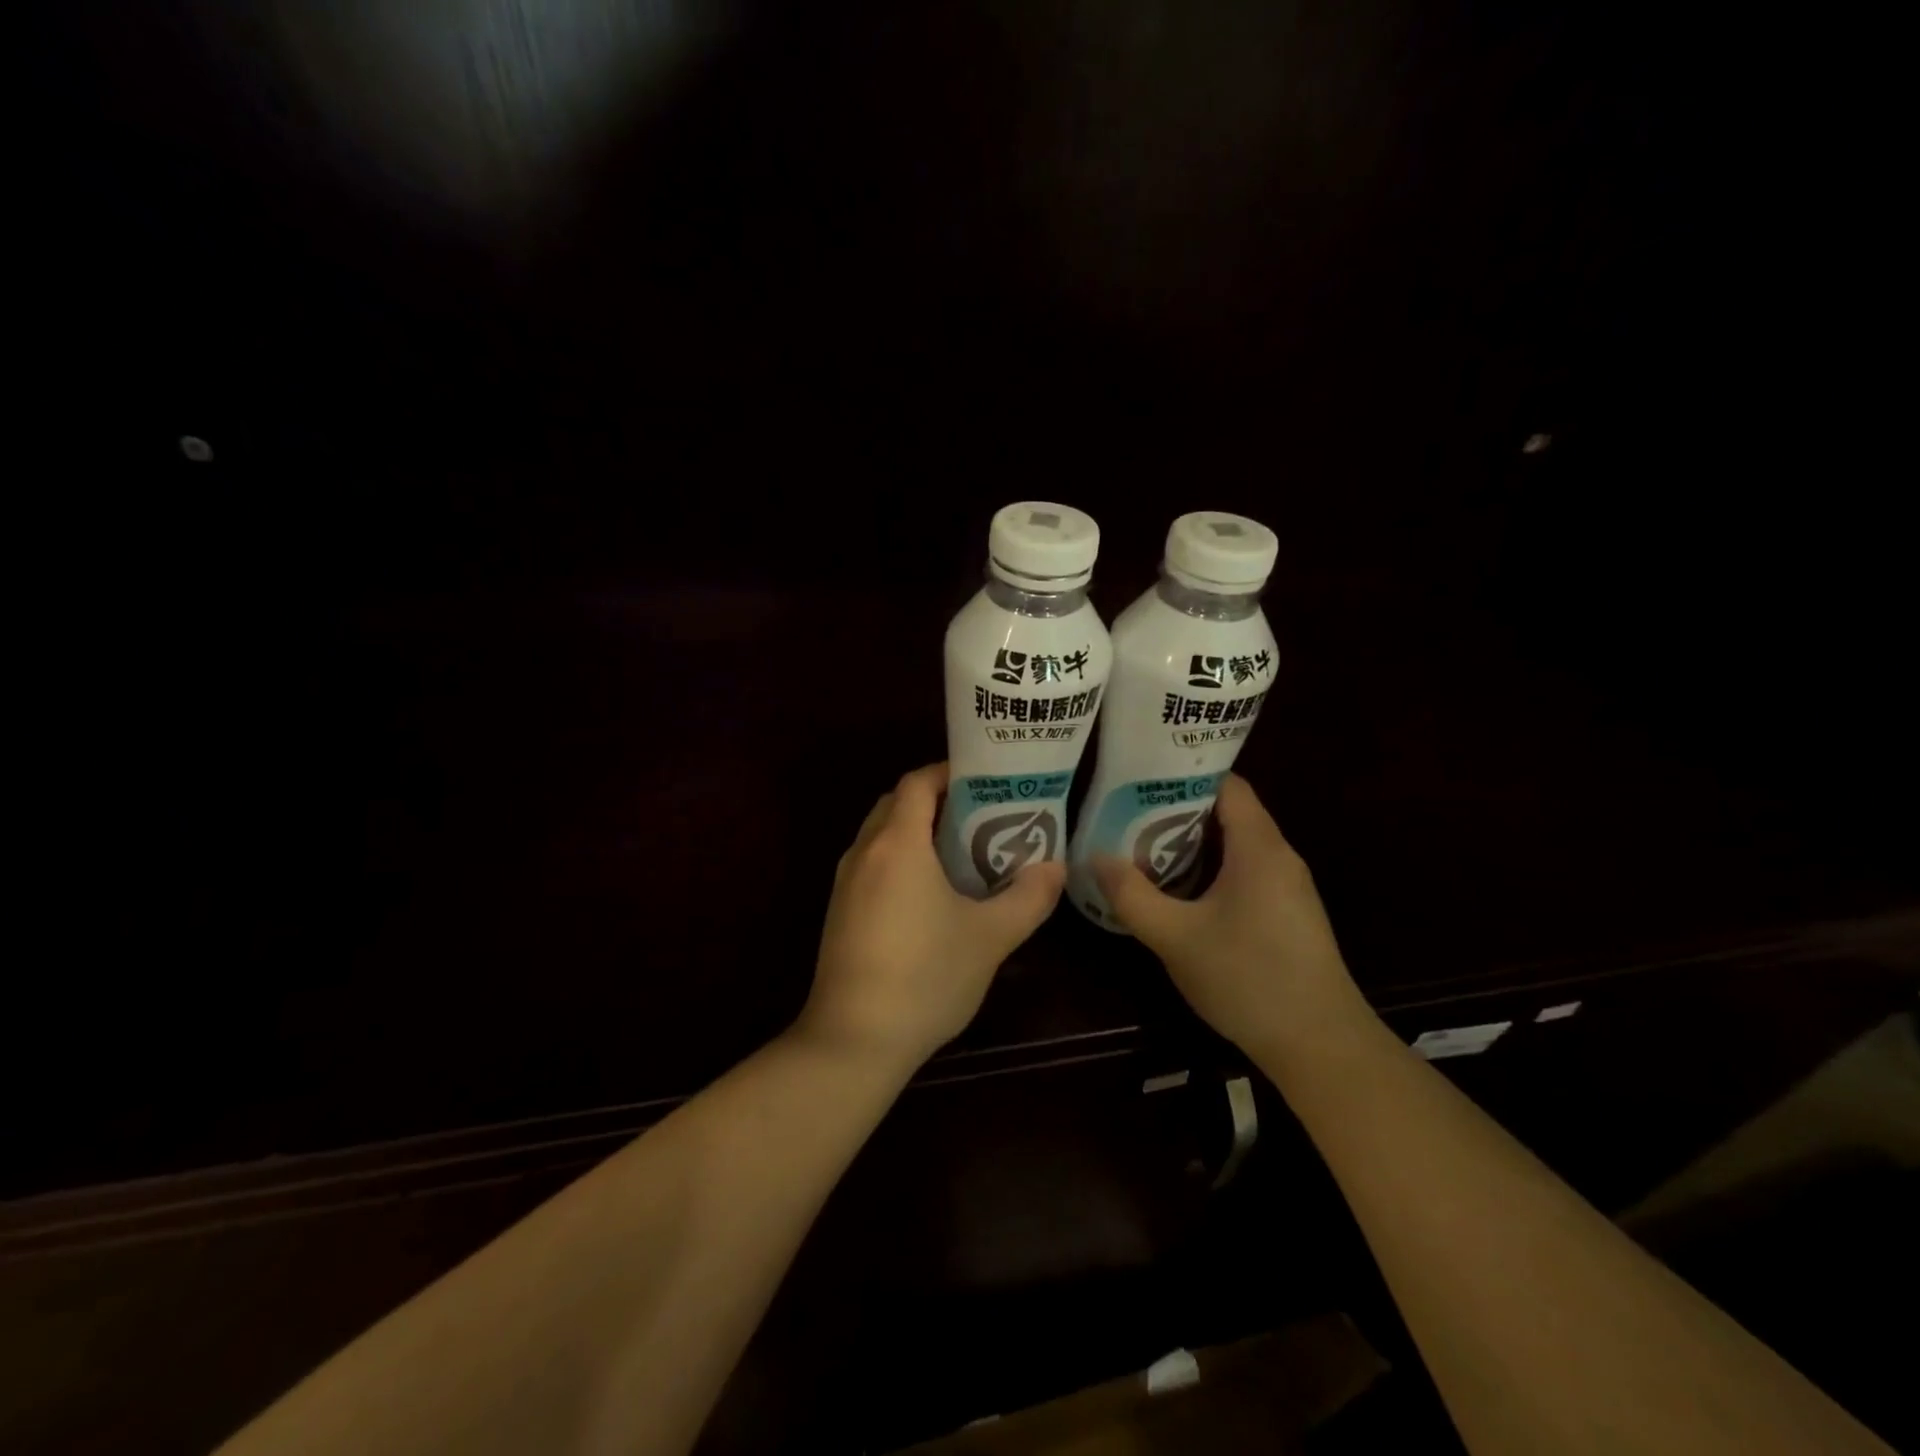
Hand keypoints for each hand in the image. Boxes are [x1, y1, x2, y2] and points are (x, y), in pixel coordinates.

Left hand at [799, 762, 1065, 1072]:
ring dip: (917, 830)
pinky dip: (901, 858)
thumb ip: (1028, 897)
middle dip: (937, 799)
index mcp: (897, 844)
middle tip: (983, 813)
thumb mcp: (990, 937)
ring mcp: (846, 883)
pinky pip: (872, 863)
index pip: (917, 782)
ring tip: (964, 849)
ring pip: (882, 834)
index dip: (949, 772)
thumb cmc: (925, 977)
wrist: (854, 1040)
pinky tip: (931, 892)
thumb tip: (1055, 868)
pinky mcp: (840, 911)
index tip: (986, 780)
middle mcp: (864, 852)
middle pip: (898, 803)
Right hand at [1093, 774, 1363, 1060]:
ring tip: (1141, 846)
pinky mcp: (1287, 914)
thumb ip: (1132, 895)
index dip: (1183, 775)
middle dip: (1177, 810)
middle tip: (1127, 813)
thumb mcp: (1176, 938)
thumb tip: (1096, 858)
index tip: (1139, 778)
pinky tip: (1178, 891)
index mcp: (1260, 847)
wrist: (1321, 1046)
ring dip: (1191, 844)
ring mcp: (1287, 887)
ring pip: (1235, 845)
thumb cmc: (1248, 979)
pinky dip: (1210, 870)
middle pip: (1228, 812)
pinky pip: (1244, 872)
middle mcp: (1279, 856)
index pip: (1226, 784)